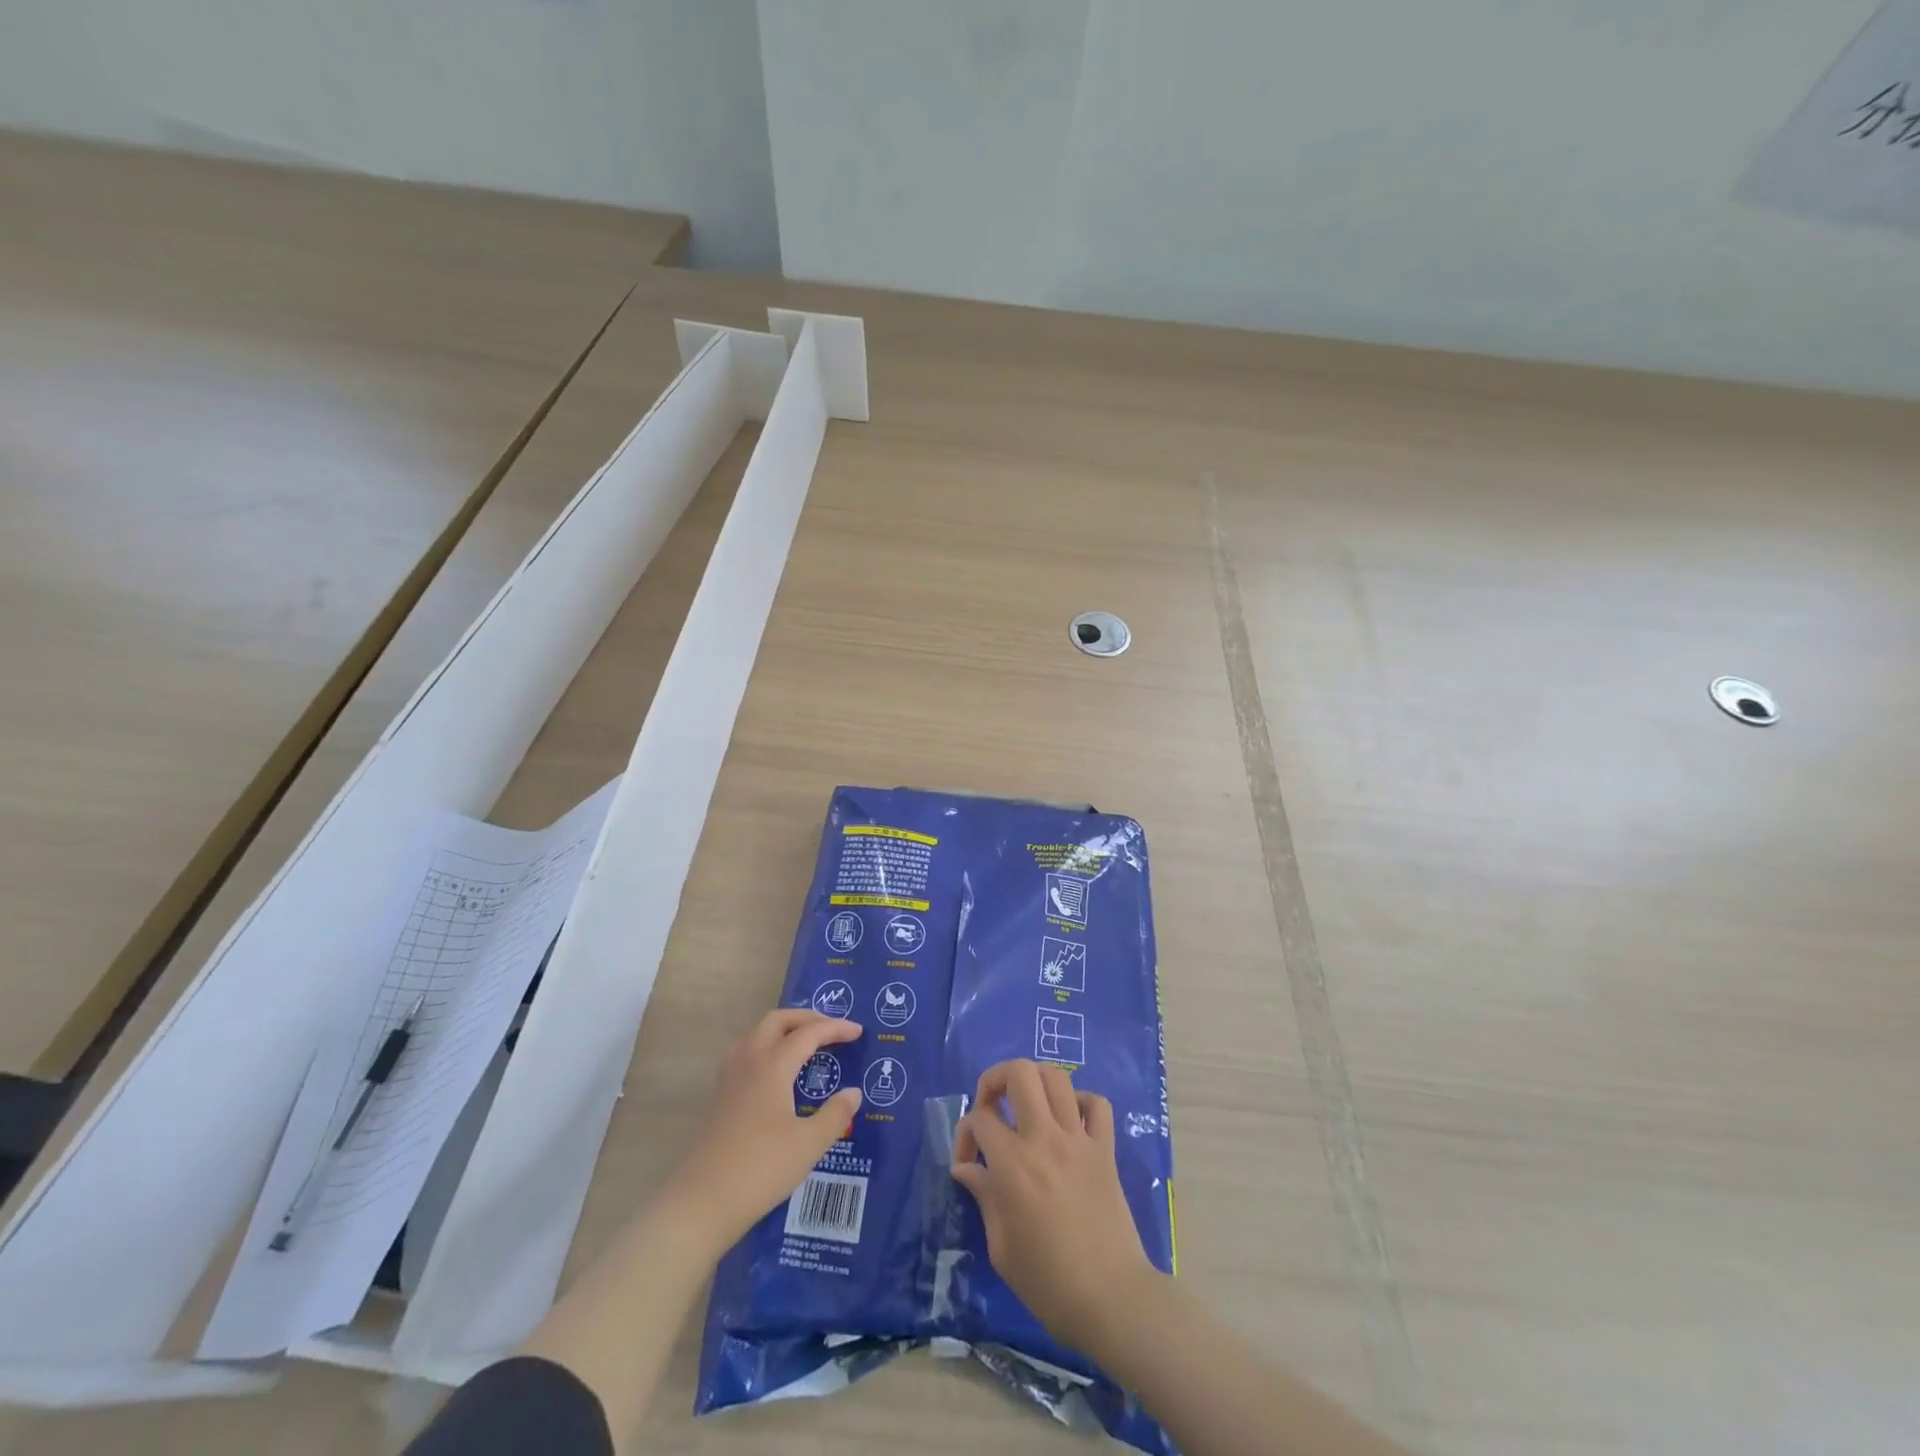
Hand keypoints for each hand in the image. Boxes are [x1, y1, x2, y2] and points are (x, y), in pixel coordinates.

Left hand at [663, 1009, 863, 1247]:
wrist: (703, 1201)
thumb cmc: (761, 1169)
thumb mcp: (809, 1144)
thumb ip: (835, 1114)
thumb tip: (853, 1093)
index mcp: (772, 1065)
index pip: (809, 1033)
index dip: (835, 1028)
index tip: (858, 1031)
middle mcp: (749, 1060)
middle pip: (778, 1020)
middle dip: (806, 1018)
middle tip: (831, 1029)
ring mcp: (729, 1077)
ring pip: (757, 1033)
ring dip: (783, 1029)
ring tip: (803, 1043)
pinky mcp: (719, 1095)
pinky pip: (745, 1051)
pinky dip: (766, 1046)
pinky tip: (775, 1071)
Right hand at [950, 1059, 1160, 1353]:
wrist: (1112, 1299)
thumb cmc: (1048, 1283)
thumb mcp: (1001, 1247)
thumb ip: (984, 1196)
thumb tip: (966, 1168)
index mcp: (1013, 1165)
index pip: (980, 1118)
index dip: (965, 1133)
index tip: (968, 1163)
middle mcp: (1045, 1139)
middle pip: (1019, 1073)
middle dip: (996, 1079)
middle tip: (991, 1106)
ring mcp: (1079, 1139)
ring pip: (1056, 1077)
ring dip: (1034, 1081)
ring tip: (1025, 1104)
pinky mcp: (1106, 1149)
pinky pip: (1097, 1104)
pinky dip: (1080, 1102)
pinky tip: (1069, 1121)